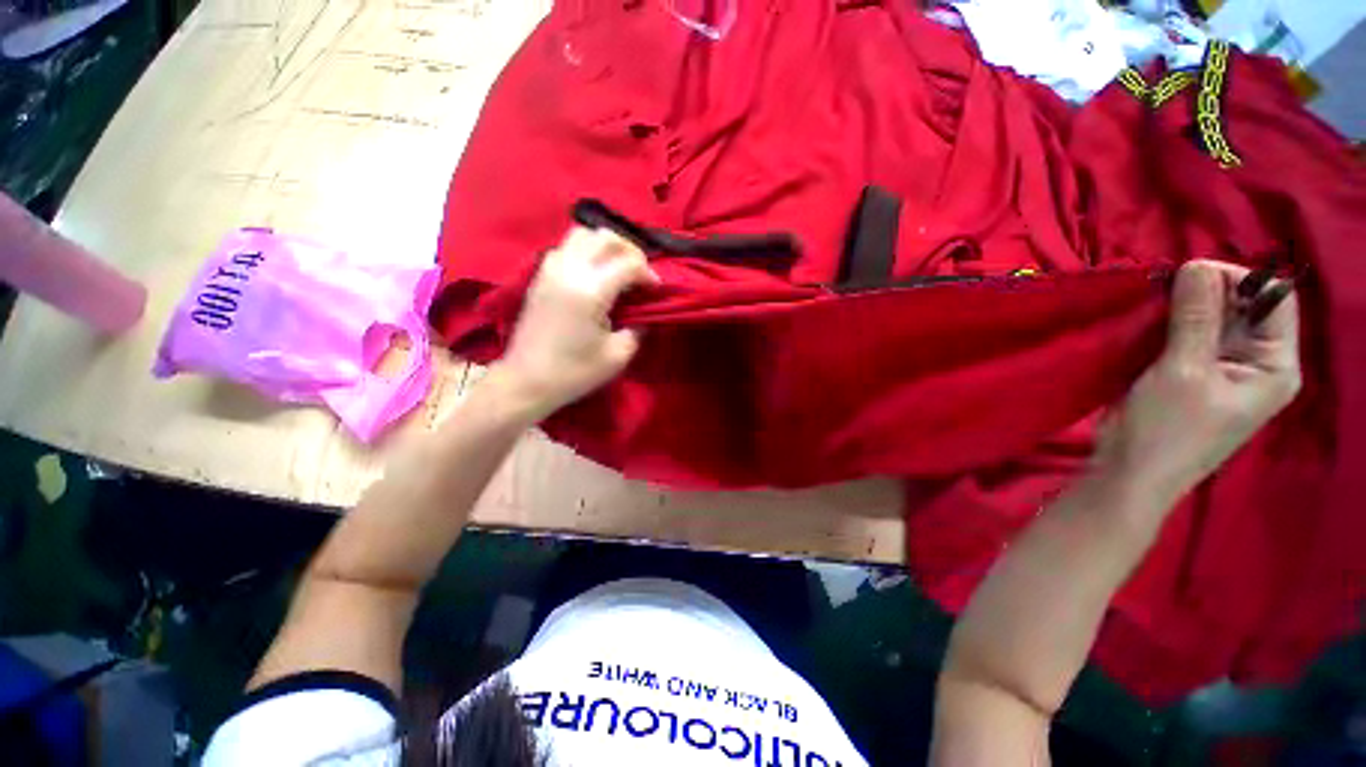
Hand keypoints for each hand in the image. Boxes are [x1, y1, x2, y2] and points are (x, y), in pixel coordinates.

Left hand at [493, 226, 658, 418]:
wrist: (527, 381)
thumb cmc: (574, 372)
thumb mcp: (617, 356)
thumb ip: (638, 329)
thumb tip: (645, 314)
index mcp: (590, 290)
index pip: (628, 263)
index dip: (648, 273)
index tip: (656, 289)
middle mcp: (569, 270)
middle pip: (605, 237)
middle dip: (630, 250)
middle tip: (639, 273)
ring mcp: (550, 269)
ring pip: (583, 235)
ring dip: (605, 246)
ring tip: (617, 268)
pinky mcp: (540, 276)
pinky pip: (566, 247)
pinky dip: (586, 251)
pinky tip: (593, 274)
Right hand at [1096, 260, 1301, 503]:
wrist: (1129, 472)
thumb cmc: (1167, 430)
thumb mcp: (1183, 371)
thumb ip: (1195, 318)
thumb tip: (1196, 263)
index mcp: (1274, 364)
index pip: (1274, 299)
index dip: (1239, 279)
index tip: (1189, 273)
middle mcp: (1256, 360)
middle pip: (1243, 306)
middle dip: (1205, 292)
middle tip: (1163, 287)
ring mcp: (1222, 367)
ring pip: (1211, 318)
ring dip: (1182, 306)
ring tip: (1150, 303)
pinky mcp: (1190, 371)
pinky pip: (1187, 334)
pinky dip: (1168, 322)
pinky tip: (1145, 319)